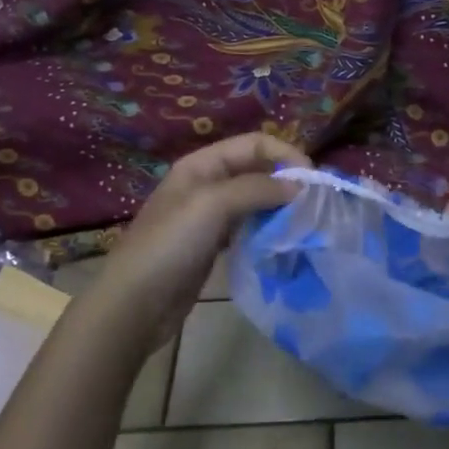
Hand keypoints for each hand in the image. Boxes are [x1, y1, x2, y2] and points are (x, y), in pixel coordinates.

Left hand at [80, 132, 310, 355]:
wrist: (135, 303)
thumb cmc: (170, 245)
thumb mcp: (212, 205)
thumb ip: (256, 188)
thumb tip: (299, 188)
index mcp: (202, 165)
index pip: (254, 144)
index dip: (284, 155)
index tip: (312, 181)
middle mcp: (206, 184)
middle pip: (256, 170)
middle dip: (285, 181)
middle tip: (313, 205)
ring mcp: (209, 216)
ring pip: (254, 200)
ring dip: (279, 207)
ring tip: (303, 223)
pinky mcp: (213, 245)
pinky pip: (248, 227)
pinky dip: (266, 230)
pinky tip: (282, 242)